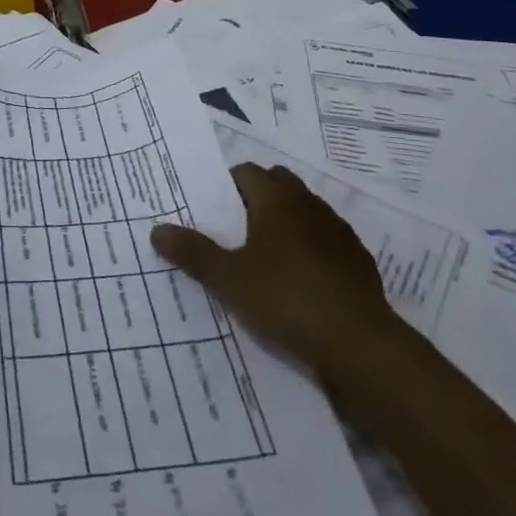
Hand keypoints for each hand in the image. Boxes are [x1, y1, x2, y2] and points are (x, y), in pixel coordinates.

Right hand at [150, 163, 400, 388]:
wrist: (359, 344)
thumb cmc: (285, 298)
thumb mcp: (228, 279)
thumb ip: (193, 253)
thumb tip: (157, 230)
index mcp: (277, 199)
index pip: (247, 172)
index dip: (227, 185)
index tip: (213, 209)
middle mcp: (309, 205)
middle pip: (279, 184)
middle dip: (258, 198)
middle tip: (236, 230)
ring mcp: (338, 232)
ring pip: (305, 212)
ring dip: (287, 224)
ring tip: (266, 257)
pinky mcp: (358, 262)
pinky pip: (327, 242)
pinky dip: (311, 251)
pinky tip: (301, 283)